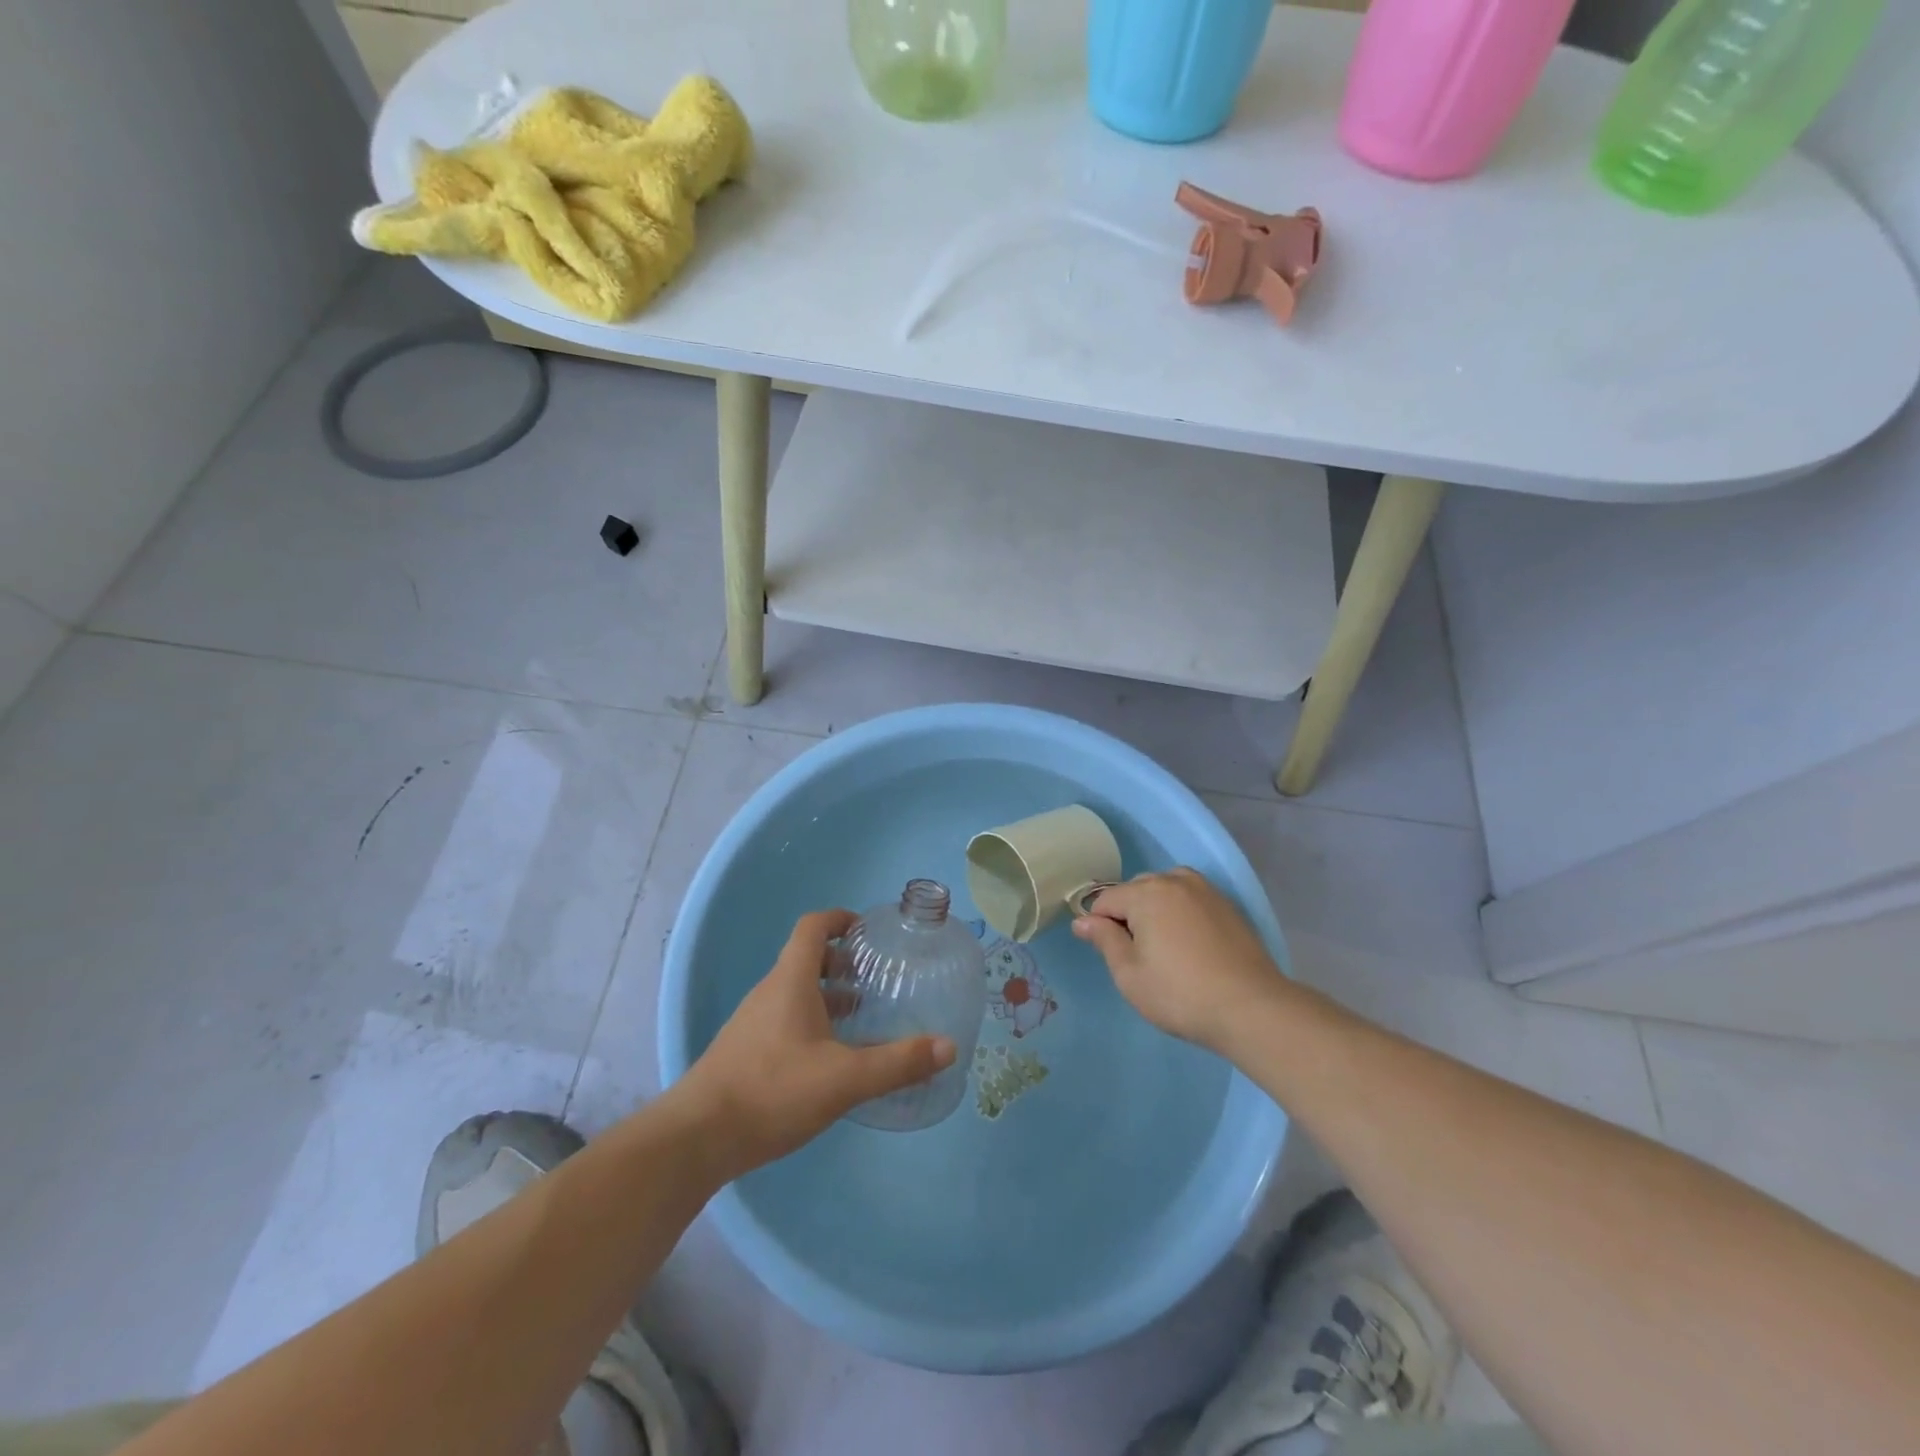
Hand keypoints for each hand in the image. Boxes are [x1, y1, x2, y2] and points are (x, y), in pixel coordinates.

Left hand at [675, 910, 956, 1176]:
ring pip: (796, 992)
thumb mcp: (844, 1079)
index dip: (840, 919)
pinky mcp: (746, 1051)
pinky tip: (831, 1058)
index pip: (812, 927)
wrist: (697, 1138)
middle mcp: (770, 992)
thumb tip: (948, 1046)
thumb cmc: (772, 1091)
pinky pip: (785, 1019)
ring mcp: (754, 1022)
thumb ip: (897, 1063)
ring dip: (829, 995)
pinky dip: (813, 1021)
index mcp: (790, 981)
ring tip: (862, 1017)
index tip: (869, 930)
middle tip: (876, 980)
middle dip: (843, 963)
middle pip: (807, 959)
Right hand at [1072, 868, 1284, 1054]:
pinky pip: (1190, 898)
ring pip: (1165, 889)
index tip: (1107, 954)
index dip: (1098, 925)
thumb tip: (1082, 920)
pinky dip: (1181, 912)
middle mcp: (1175, 881)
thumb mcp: (1130, 974)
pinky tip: (1189, 944)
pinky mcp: (1227, 906)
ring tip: (1163, 946)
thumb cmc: (1180, 994)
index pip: (1106, 899)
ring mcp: (1205, 891)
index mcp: (1146, 894)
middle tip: (1138, 956)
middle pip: (1136, 889)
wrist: (1252, 1008)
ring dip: (1155, 909)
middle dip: (1128, 914)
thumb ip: (1104, 940)